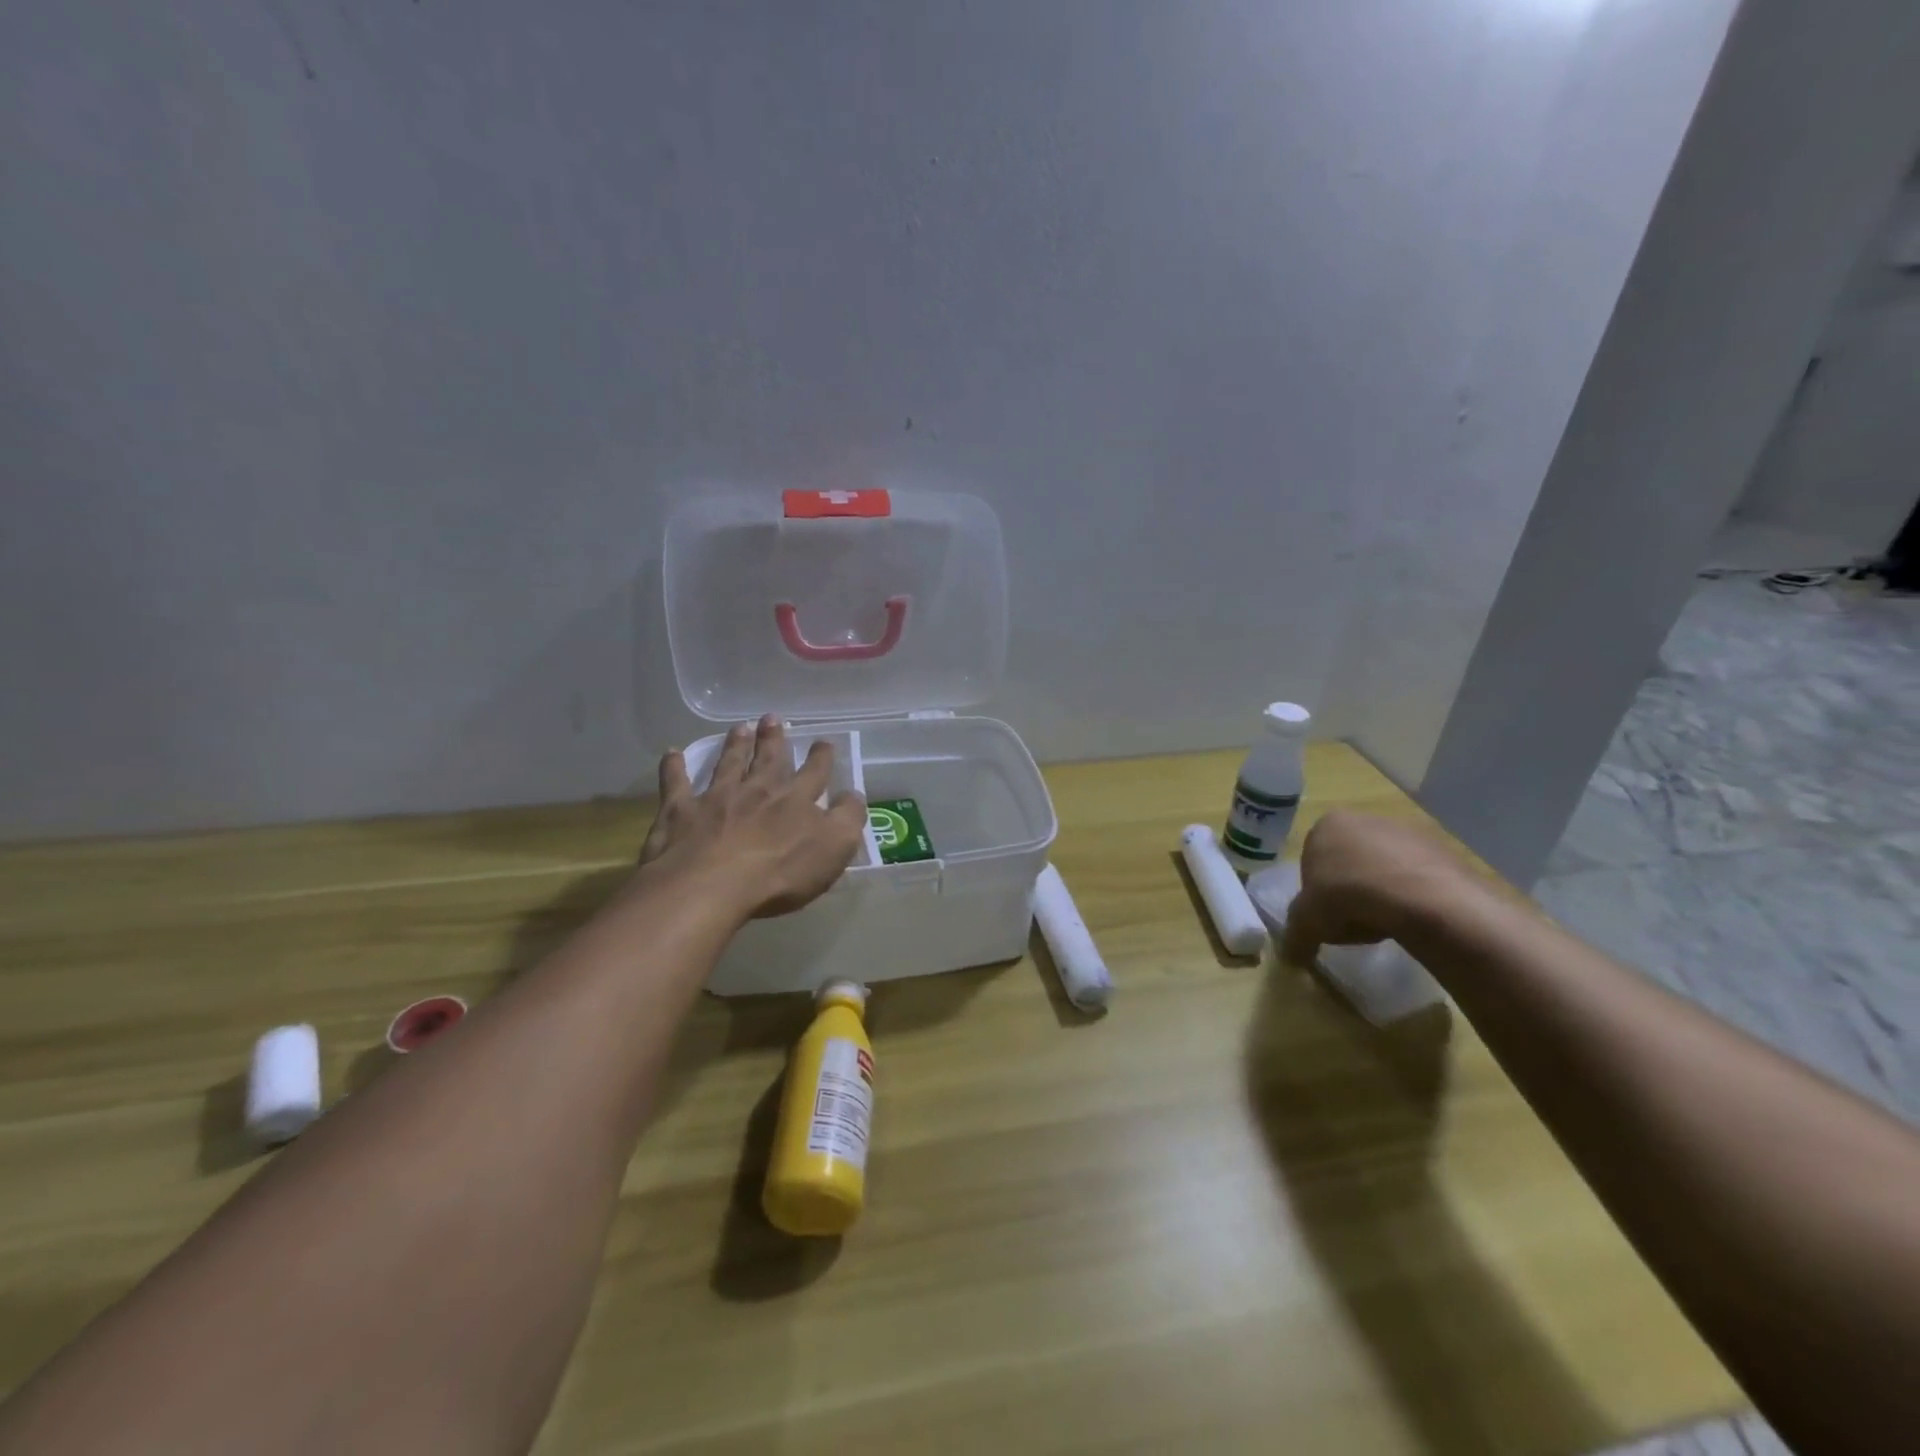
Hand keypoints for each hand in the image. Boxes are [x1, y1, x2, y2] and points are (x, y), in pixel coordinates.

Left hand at [639, 715, 867, 919]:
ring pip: (728, 764)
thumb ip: (848, 819)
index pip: (814, 773)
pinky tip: (672, 753)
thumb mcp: (833, 848)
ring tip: (738, 727)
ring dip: (734, 745)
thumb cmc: (779, 872)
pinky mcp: (680, 812)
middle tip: (773, 717)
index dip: (821, 757)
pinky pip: (676, 783)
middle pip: (768, 759)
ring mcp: (716, 798)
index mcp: (795, 800)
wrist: (712, 885)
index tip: (823, 742)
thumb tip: (853, 796)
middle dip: (773, 739)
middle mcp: (757, 790)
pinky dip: (674, 767)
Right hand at [1280, 810, 1482, 965]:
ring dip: (1381, 894)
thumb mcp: (1307, 921)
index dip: (1316, 893)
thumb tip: (1291, 956)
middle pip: (1349, 862)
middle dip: (1349, 891)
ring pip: (1383, 868)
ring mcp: (1406, 831)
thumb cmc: (1348, 896)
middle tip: (1354, 922)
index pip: (1311, 860)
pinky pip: (1417, 877)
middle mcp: (1364, 819)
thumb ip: (1295, 935)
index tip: (1326, 916)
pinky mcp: (1442, 849)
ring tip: (1385, 925)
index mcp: (1327, 825)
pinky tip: (1412, 919)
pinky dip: (1412, 896)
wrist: (1422, 898)